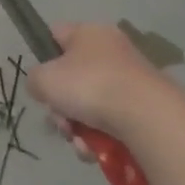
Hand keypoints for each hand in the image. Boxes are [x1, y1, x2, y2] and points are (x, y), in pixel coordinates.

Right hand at [26, 20, 170, 152]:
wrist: (150, 119)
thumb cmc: (90, 86)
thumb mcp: (44, 79)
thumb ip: (34, 80)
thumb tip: (44, 89)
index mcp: (89, 33)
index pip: (56, 35)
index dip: (44, 57)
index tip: (43, 82)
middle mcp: (113, 51)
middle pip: (73, 79)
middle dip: (62, 107)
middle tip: (61, 122)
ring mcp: (133, 82)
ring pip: (91, 106)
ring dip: (79, 128)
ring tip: (81, 144)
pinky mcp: (148, 110)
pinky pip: (114, 123)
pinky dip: (102, 139)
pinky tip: (97, 151)